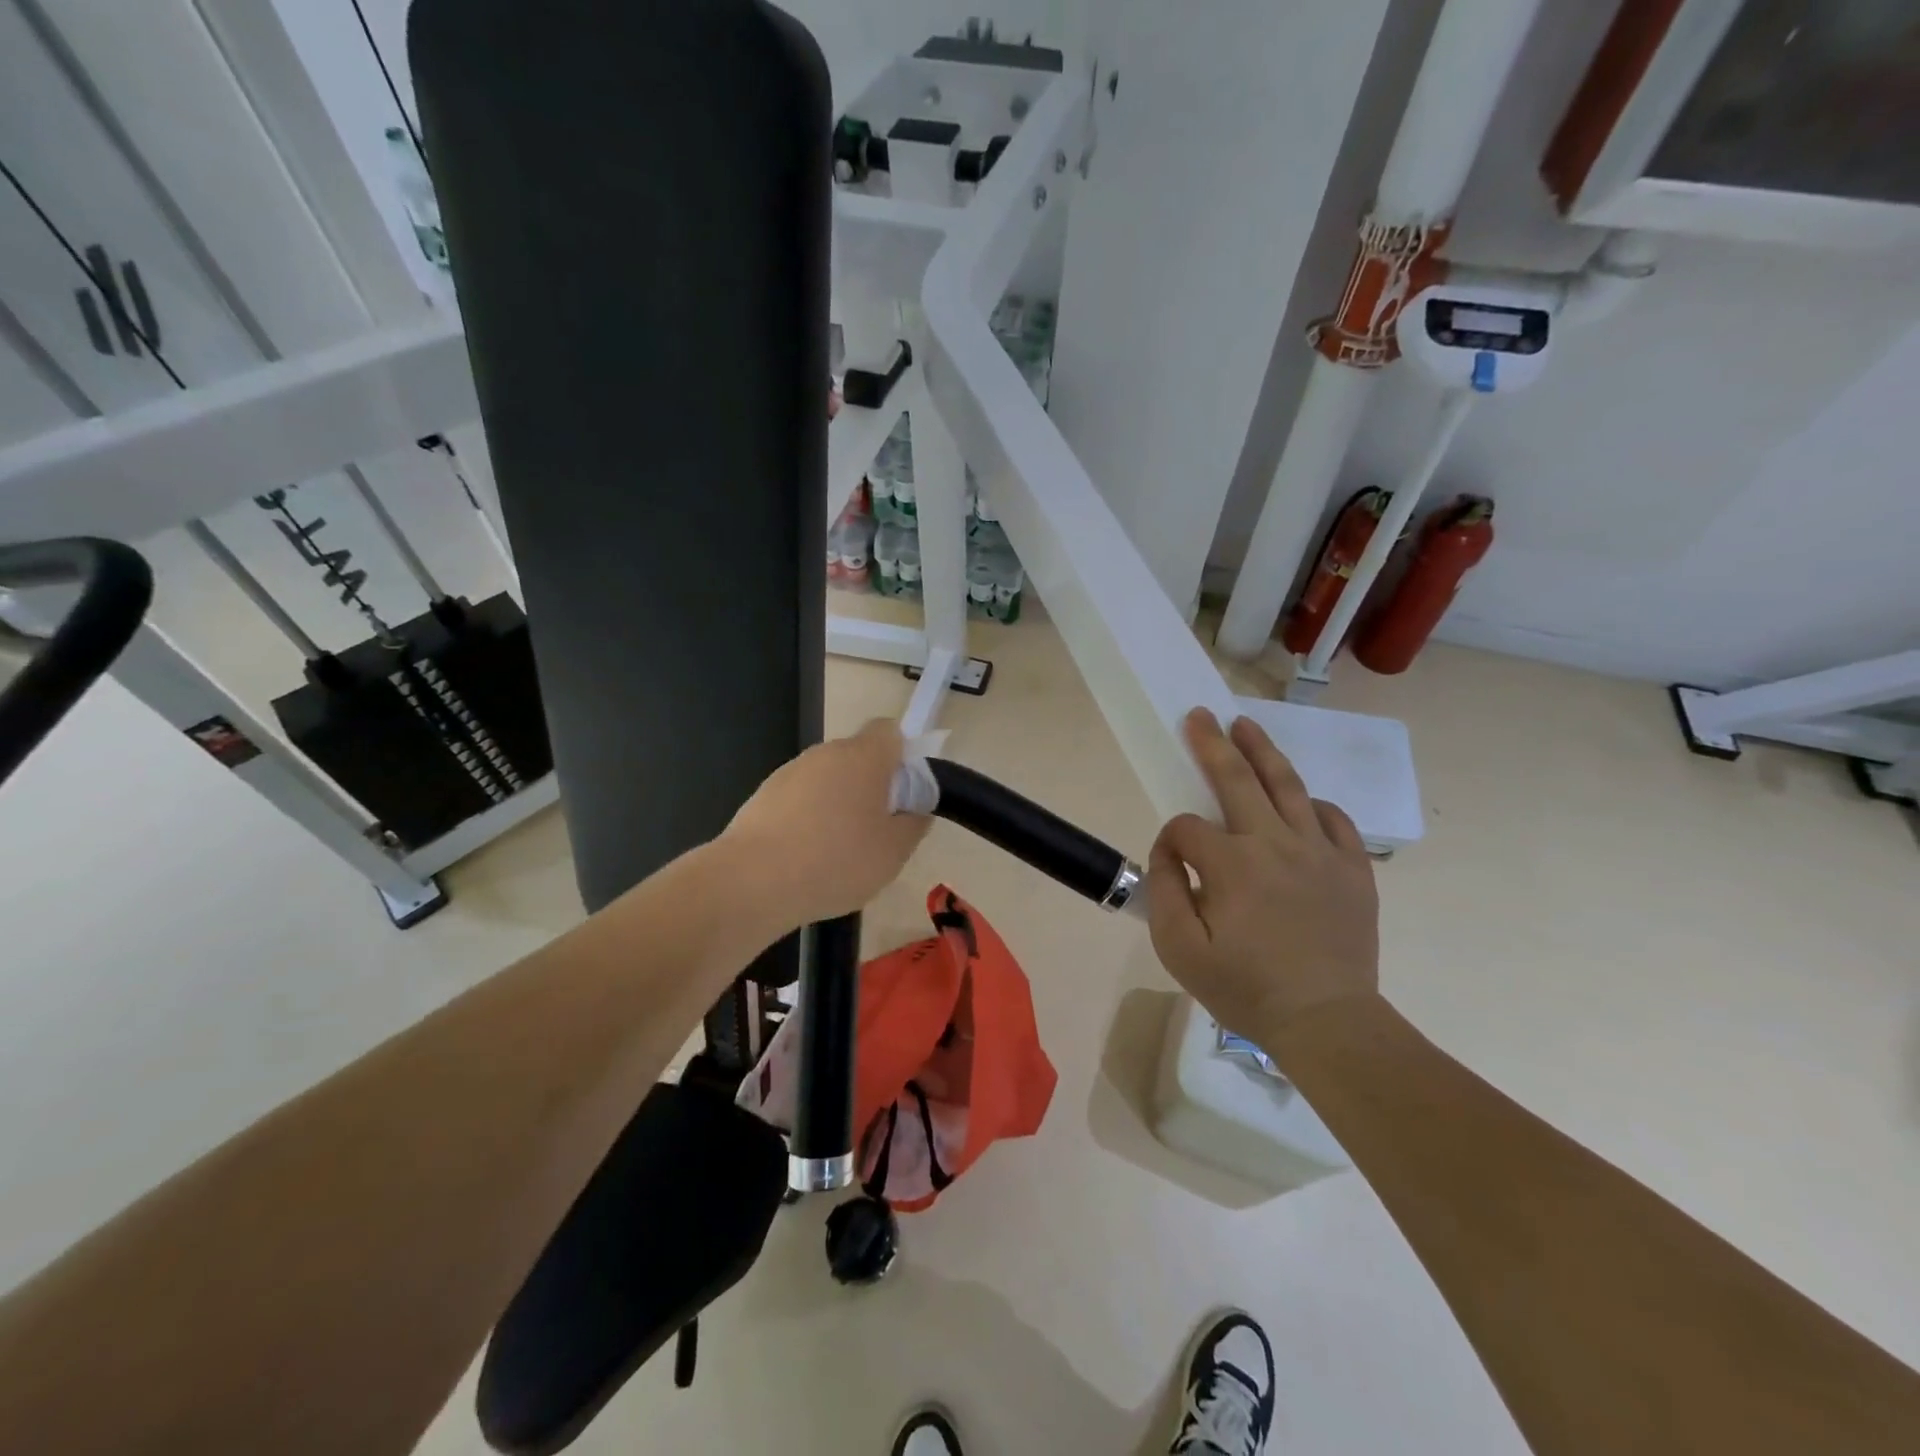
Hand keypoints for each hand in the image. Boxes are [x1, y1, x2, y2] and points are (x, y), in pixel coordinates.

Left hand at [720, 718, 929, 926]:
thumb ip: (914, 823)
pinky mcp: (763, 796)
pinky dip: (808, 820)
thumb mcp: (895, 851)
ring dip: (838, 805)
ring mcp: (789, 772)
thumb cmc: (837, 861)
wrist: (753, 881)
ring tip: (839, 853)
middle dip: (871, 787)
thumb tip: (916, 808)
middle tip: (877, 831)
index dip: (903, 756)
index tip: (905, 794)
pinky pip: (799, 800)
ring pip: (828, 780)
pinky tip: (806, 858)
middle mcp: (826, 753)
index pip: (890, 731)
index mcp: (864, 756)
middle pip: (858, 757)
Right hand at [1146, 709, 1379, 1042]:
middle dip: (1212, 744)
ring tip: (1246, 726)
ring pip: (1288, 786)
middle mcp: (1275, 843)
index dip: (1170, 840)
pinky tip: (1302, 802)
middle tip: (1200, 715)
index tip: (1171, 863)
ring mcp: (1320, 851)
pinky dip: (1315, 805)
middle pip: (1237, 779)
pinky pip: (1335, 820)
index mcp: (1231, 864)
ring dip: (1263, 751)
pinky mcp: (1354, 868)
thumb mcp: (1180, 950)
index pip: (1187, 827)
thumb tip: (1168, 852)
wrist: (1327, 1020)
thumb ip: (1165, 891)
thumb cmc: (1246, 988)